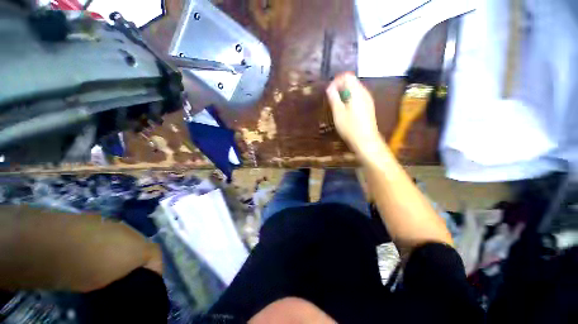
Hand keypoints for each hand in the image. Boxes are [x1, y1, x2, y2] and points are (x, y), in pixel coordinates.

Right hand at [326, 73, 381, 155]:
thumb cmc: (350, 127)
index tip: (329, 91)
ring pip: (355, 90)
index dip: (337, 81)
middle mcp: (364, 92)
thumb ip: (334, 98)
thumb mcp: (338, 112)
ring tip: (337, 105)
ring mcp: (368, 100)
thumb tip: (330, 87)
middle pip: (352, 82)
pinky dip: (350, 99)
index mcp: (356, 92)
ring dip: (344, 94)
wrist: (365, 140)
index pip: (347, 76)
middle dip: (340, 87)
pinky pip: (358, 97)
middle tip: (332, 98)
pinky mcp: (368, 107)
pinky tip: (345, 110)